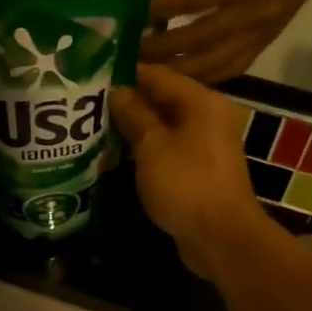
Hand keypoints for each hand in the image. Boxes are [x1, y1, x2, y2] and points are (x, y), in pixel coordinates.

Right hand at [110, 64, 274, 280]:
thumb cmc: (186, 184)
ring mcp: (206, 146)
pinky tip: (119, 153)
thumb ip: (134, 115)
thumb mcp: (153, 146)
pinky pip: (169, 150)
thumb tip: (117, 91)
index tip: (94, 74)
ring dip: (135, 127)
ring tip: (97, 125)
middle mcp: (208, 117)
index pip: (159, 75)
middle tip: (89, 102)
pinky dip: (147, 149)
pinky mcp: (200, 171)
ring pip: (165, 127)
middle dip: (128, 101)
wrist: (221, 237)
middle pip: (163, 99)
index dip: (126, 73)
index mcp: (202, 102)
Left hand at [140, 0, 311, 82]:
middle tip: (134, 52)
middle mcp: (253, 14)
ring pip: (214, 64)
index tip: (139, 16)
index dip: (164, 10)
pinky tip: (185, 78)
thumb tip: (170, 1)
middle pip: (199, 40)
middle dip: (163, 49)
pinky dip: (206, 77)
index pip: (196, 1)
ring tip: (152, 70)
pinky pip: (232, 69)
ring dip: (180, 70)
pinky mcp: (266, 45)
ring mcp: (261, 34)